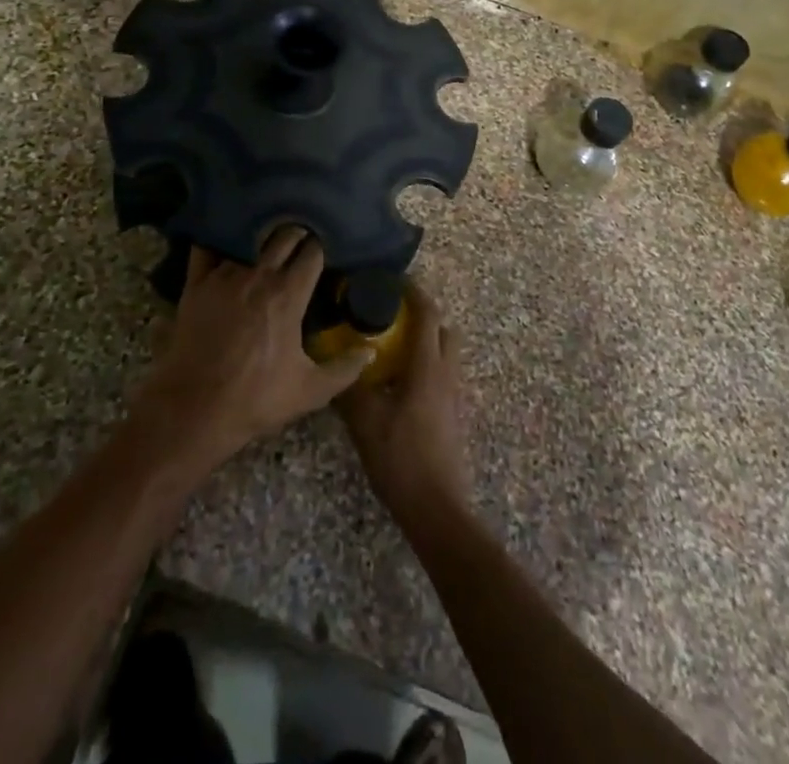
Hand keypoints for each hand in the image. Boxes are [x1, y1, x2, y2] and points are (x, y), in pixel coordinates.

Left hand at [133, 228, 369, 471]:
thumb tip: (370, 351)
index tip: (323, 250)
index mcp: (288, 294)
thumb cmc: (256, 399)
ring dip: (262, 236)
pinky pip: (207, 247)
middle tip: (300, 241)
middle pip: (284, 235)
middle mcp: (258, 275)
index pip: (312, 252)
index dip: (320, 248)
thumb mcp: (311, 391)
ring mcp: (224, 275)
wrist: (195, 409)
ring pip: (249, 237)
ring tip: (267, 238)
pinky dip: (219, 239)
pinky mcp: (196, 283)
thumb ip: (345, 369)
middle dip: (296, 235)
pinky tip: (226, 239)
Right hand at [337, 284, 471, 532]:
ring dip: (424, 341)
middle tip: (390, 314)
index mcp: (428, 366)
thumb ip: (349, 387)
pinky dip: (426, 365)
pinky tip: (399, 383)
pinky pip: (443, 375)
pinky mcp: (454, 415)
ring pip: (445, 353)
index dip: (414, 292)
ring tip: (391, 347)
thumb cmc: (401, 458)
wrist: (437, 509)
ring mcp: (455, 396)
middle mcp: (447, 373)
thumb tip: (333, 361)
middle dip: (422, 315)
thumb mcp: (365, 421)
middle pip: (443, 329)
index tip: (392, 279)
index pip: (428, 314)